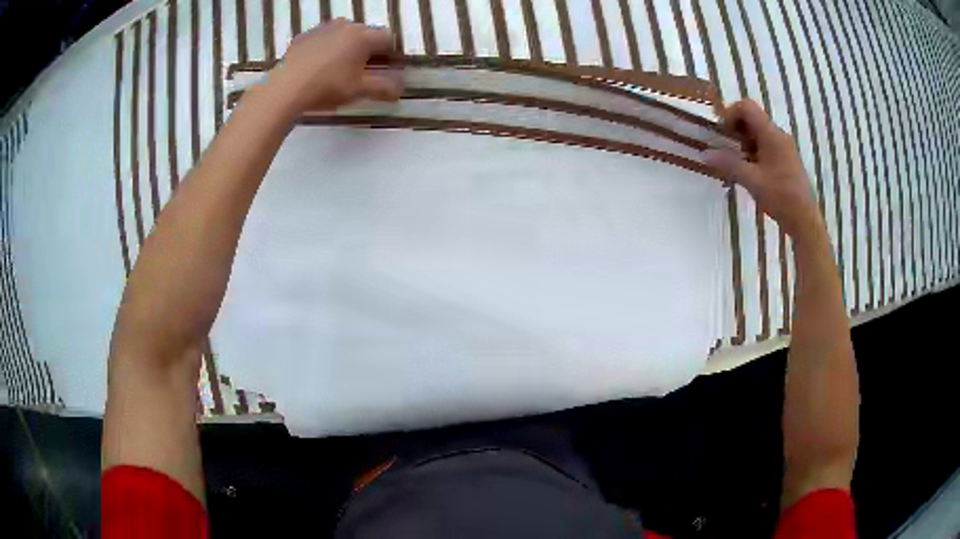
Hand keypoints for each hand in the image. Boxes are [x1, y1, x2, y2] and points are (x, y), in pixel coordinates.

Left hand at [268, 19, 402, 114]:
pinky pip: (321, 39)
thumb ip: (383, 87)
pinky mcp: (303, 37)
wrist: (285, 88)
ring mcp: (322, 29)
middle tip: (364, 69)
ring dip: (346, 46)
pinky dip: (325, 48)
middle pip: (364, 34)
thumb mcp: (359, 90)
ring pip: (342, 34)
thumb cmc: (327, 87)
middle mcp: (345, 26)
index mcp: (363, 36)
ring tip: (340, 67)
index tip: (388, 67)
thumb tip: (400, 88)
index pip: (387, 39)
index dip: (390, 53)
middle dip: (368, 49)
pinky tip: (318, 66)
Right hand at [705, 100, 822, 240]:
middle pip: (752, 119)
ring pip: (759, 133)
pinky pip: (766, 145)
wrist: (805, 220)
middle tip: (726, 149)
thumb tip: (704, 154)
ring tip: (736, 163)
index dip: (730, 114)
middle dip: (736, 130)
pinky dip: (754, 152)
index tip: (722, 133)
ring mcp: (784, 147)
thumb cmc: (780, 197)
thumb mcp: (752, 180)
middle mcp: (779, 135)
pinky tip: (750, 171)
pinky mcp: (787, 160)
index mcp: (771, 134)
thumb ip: (729, 164)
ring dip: (744, 142)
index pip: (747, 107)